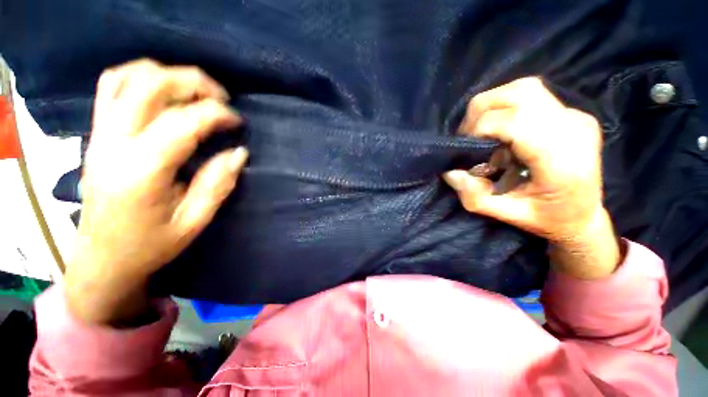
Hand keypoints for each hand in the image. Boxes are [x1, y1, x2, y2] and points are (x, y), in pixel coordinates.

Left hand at [65, 59, 247, 324]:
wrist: (102, 258)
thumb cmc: (150, 245)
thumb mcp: (194, 221)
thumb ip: (218, 183)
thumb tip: (239, 152)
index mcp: (142, 170)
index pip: (183, 121)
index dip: (217, 114)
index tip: (238, 122)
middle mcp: (114, 143)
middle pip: (150, 85)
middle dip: (193, 82)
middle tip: (221, 99)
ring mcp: (99, 135)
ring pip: (126, 77)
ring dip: (167, 75)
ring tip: (195, 92)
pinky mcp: (96, 134)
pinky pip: (112, 87)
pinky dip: (141, 78)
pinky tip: (164, 93)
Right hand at [444, 77, 621, 279]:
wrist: (584, 215)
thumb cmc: (547, 219)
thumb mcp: (504, 215)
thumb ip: (473, 195)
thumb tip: (450, 171)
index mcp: (562, 161)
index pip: (514, 122)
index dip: (479, 128)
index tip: (466, 147)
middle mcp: (573, 129)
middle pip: (519, 94)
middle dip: (481, 113)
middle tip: (469, 137)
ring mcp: (576, 117)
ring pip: (524, 87)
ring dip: (493, 105)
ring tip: (483, 129)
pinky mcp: (572, 113)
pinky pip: (531, 95)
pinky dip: (506, 106)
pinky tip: (502, 128)